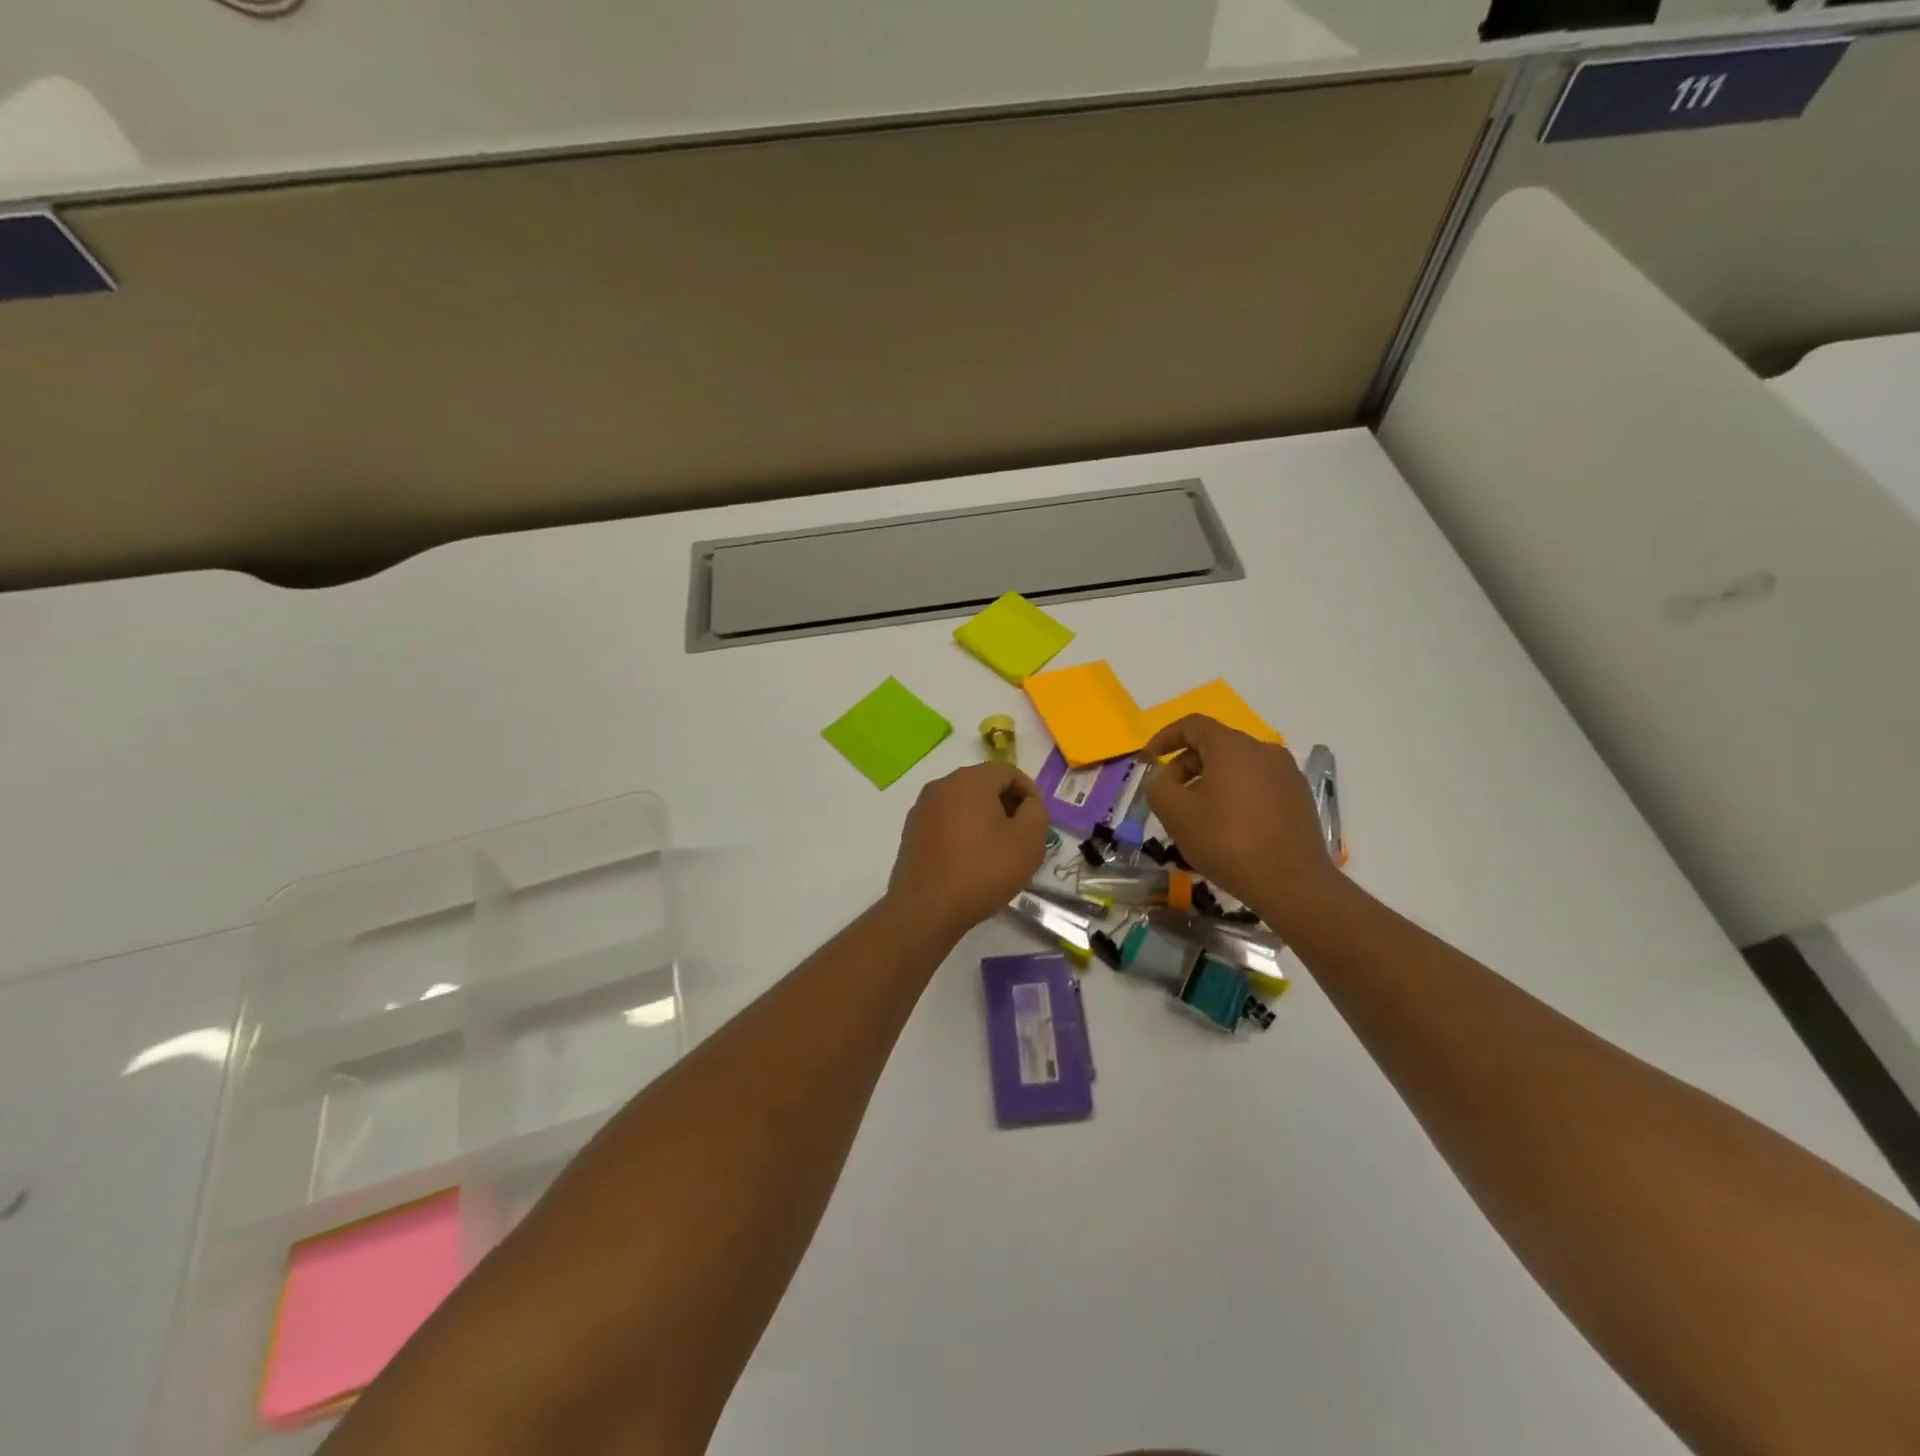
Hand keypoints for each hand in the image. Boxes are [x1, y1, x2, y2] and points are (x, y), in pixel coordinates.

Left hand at [887, 762, 1048, 938]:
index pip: (1008, 772)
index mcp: (969, 780)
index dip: (1029, 792)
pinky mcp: (912, 832)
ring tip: (999, 850)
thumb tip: (1027, 805)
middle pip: (983, 785)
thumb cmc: (983, 870)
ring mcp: (922, 809)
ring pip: (963, 804)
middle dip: (1007, 805)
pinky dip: (964, 832)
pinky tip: (972, 860)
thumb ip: (1036, 812)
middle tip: (1022, 834)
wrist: (927, 908)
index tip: (1039, 820)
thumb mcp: (1028, 841)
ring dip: (985, 819)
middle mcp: (941, 786)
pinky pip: (946, 822)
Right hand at [1143, 715, 1346, 933]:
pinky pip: (1258, 782)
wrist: (1293, 883)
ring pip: (1237, 765)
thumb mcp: (1176, 814)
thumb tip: (1163, 779)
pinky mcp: (1299, 796)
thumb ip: (1158, 787)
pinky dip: (1236, 792)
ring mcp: (1286, 773)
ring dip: (1211, 780)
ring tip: (1198, 813)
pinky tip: (1229, 825)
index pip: (1192, 725)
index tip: (1149, 759)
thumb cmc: (1227, 843)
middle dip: (1186, 765)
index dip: (1165, 737)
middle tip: (1170, 795)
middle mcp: (1263, 750)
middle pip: (1216, 744)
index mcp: (1232, 747)